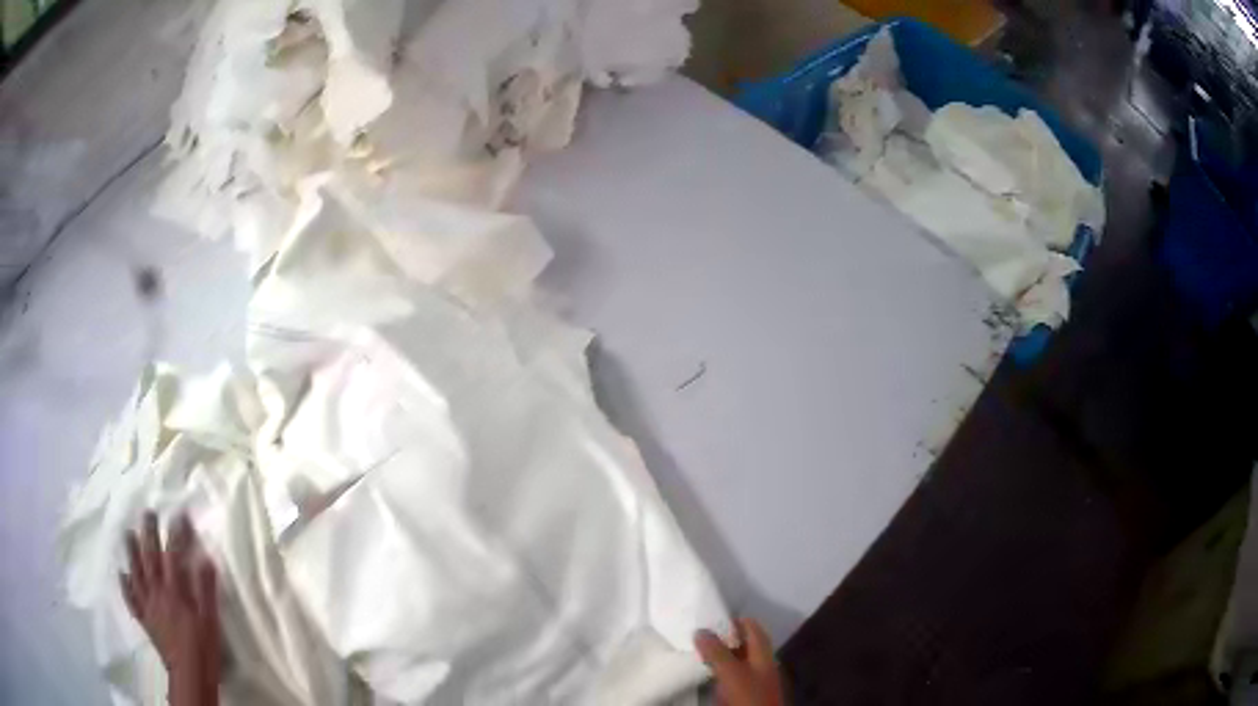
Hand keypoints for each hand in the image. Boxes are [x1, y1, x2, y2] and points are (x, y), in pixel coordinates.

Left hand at [120, 512, 220, 705]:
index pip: (174, 554)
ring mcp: (147, 605)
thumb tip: (205, 559)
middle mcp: (157, 592)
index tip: (179, 514)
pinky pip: (131, 599)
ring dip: (132, 551)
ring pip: (136, 572)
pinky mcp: (144, 619)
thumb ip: (206, 590)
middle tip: (148, 513)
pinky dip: (125, 585)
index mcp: (175, 591)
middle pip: (150, 557)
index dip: (176, 533)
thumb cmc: (203, 648)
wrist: (189, 676)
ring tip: (129, 533)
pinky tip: (122, 574)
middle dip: (149, 533)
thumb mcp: (211, 621)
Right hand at [695, 618, 784, 705]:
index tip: (710, 620)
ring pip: (737, 660)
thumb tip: (700, 629)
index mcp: (763, 652)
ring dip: (720, 655)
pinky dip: (720, 671)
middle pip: (744, 643)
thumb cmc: (748, 694)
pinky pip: (732, 676)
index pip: (751, 626)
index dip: (733, 621)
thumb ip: (717, 651)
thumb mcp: (731, 671)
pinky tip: (707, 675)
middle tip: (700, 637)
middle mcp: (762, 661)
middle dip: (723, 638)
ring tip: (699, 653)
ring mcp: (756, 678)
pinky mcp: (746, 692)